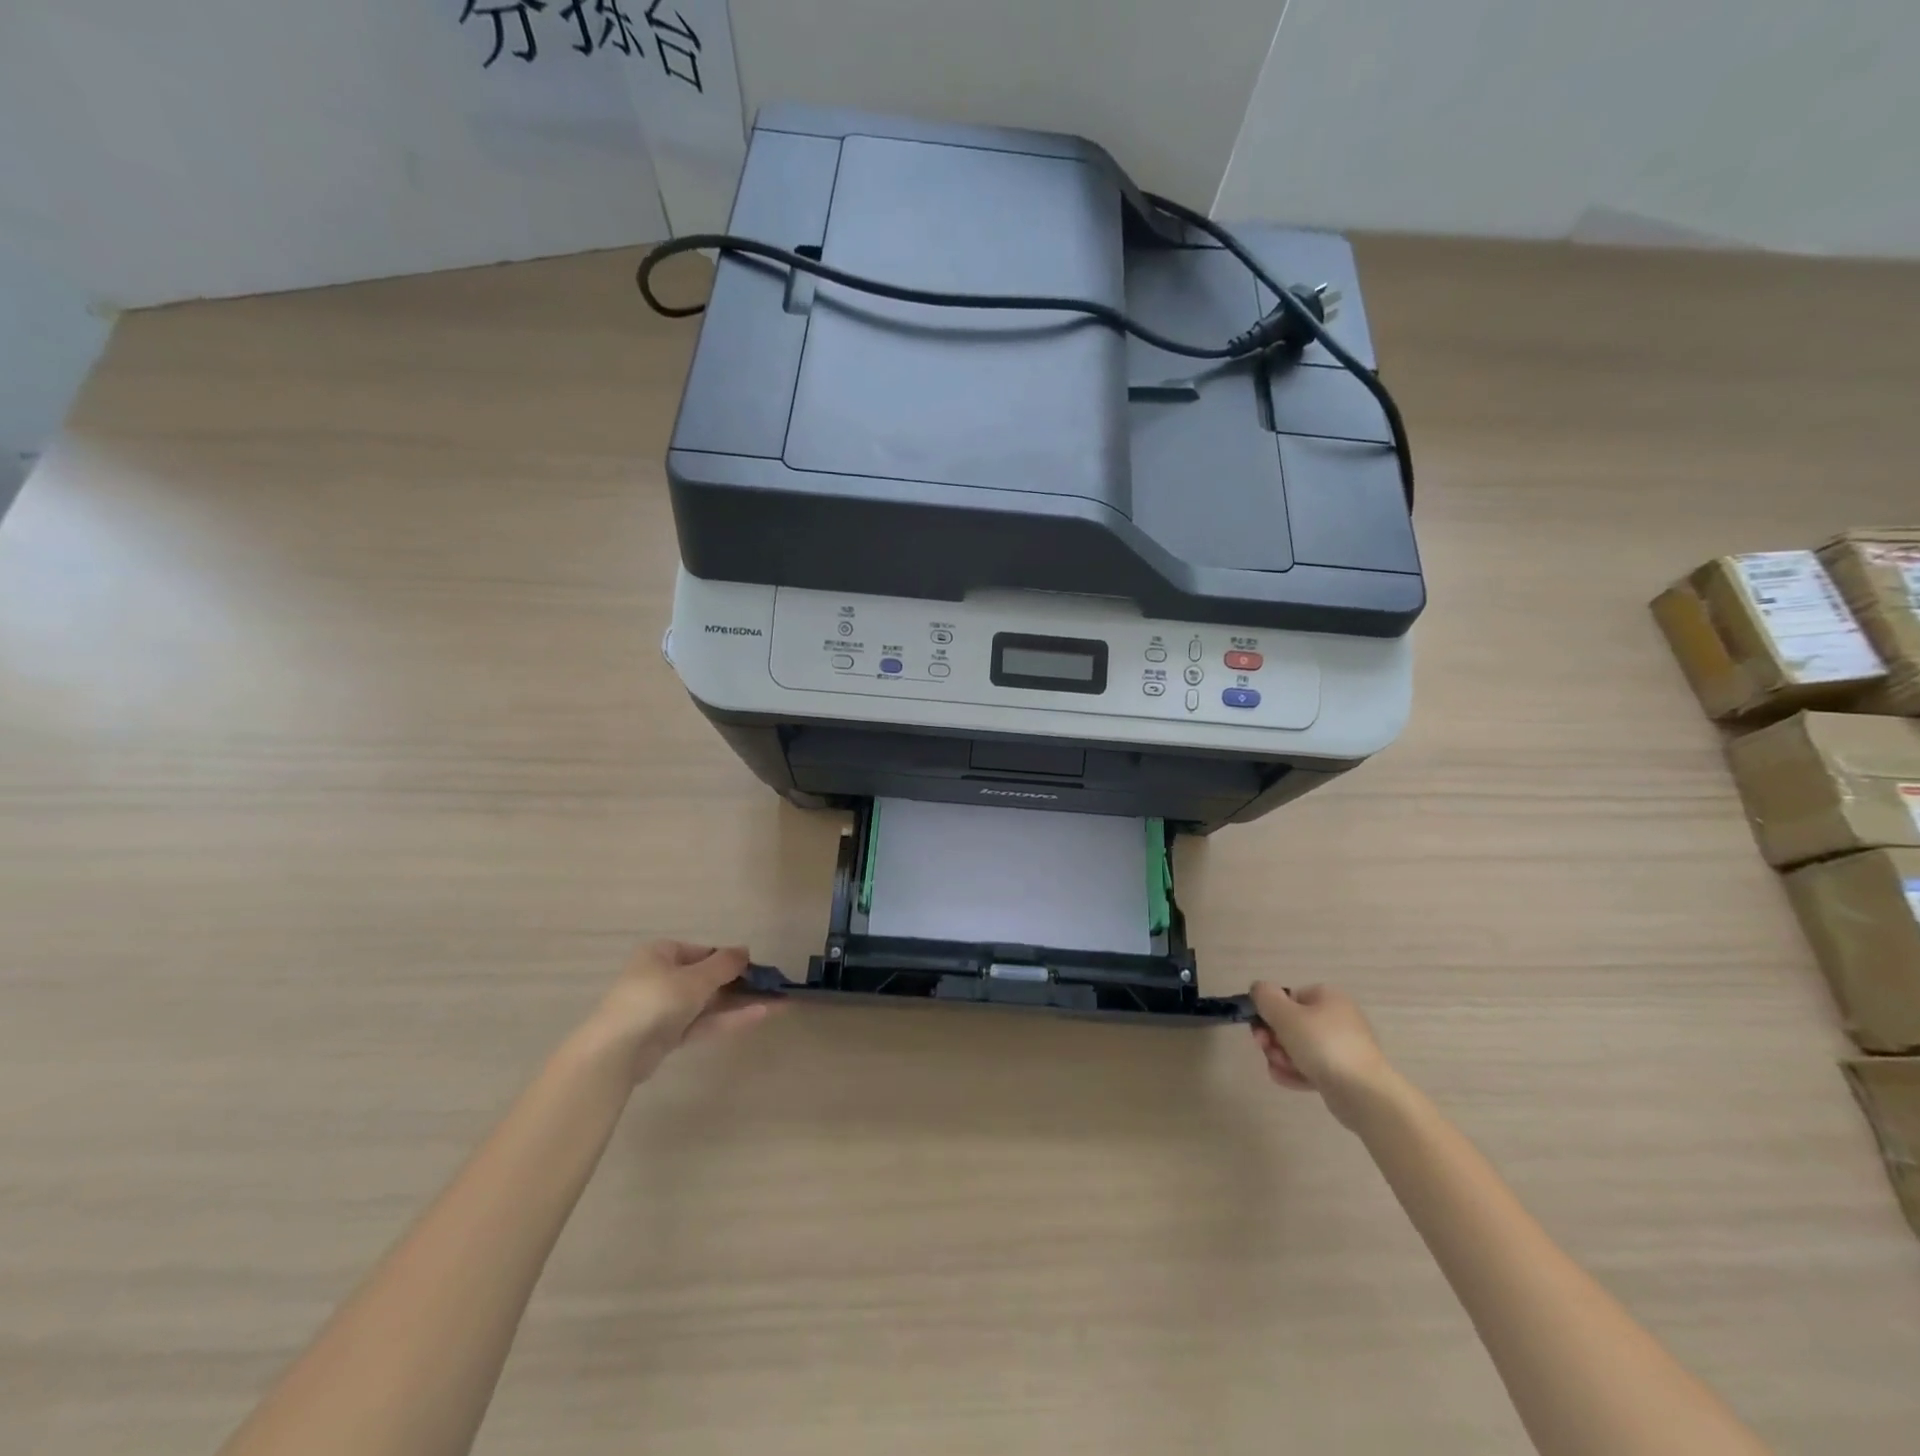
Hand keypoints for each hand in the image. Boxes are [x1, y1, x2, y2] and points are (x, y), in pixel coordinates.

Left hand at [586, 941, 778, 1083]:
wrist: (616, 1052)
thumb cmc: (656, 999)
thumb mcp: (696, 978)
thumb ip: (725, 964)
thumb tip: (745, 951)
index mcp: (661, 954)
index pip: (702, 951)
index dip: (730, 958)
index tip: (756, 967)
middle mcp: (661, 977)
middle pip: (708, 978)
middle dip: (741, 983)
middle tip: (773, 986)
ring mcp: (664, 1009)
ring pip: (709, 1003)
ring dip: (741, 1002)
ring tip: (778, 1002)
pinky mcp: (668, 1036)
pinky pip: (703, 1023)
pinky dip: (729, 1019)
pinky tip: (760, 1015)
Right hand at [1249, 983, 1395, 1127]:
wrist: (1364, 1094)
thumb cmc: (1323, 1045)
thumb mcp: (1285, 1015)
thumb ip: (1265, 997)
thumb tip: (1258, 989)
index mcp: (1327, 997)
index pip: (1288, 998)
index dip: (1269, 1013)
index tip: (1260, 1029)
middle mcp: (1336, 1018)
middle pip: (1290, 1024)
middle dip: (1274, 1039)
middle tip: (1267, 1050)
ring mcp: (1341, 1047)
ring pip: (1298, 1047)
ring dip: (1281, 1057)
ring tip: (1282, 1069)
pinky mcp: (1342, 1073)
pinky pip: (1311, 1067)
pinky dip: (1296, 1072)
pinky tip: (1287, 1080)